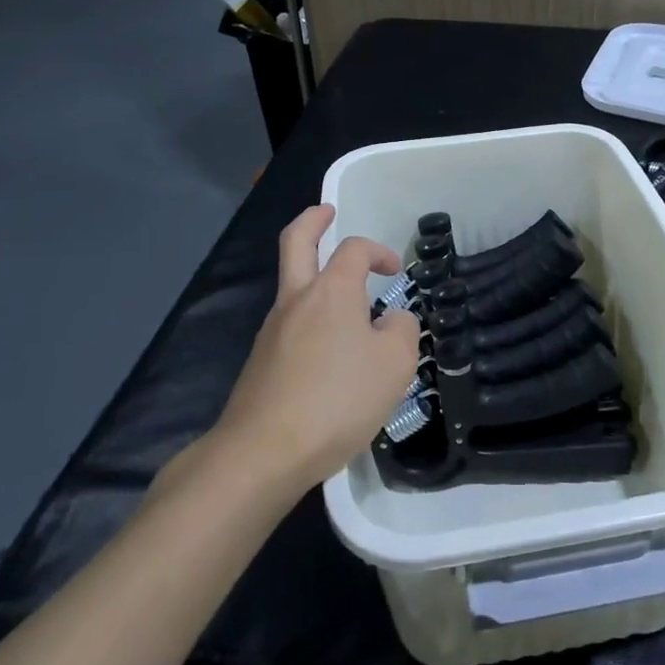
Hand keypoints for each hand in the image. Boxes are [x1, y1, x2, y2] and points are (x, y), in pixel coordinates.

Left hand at [212, 204, 420, 495]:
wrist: (263, 452)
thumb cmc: (338, 399)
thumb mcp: (395, 364)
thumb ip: (403, 331)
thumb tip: (393, 321)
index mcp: (331, 290)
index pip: (354, 249)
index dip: (378, 251)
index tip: (396, 271)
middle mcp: (296, 300)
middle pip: (296, 243)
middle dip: (312, 222)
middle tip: (326, 211)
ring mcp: (272, 331)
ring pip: (292, 287)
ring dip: (315, 279)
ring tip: (347, 306)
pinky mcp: (261, 363)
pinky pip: (290, 327)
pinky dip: (310, 321)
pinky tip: (330, 355)